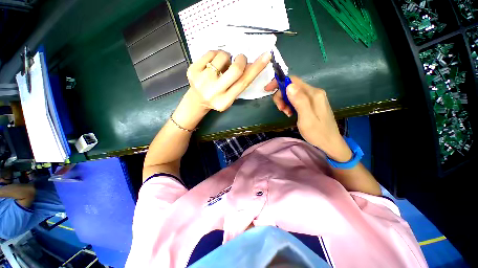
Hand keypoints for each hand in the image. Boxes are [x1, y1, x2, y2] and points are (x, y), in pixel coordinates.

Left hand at [173, 50, 271, 129]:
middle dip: (241, 60)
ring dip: (227, 57)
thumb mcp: (231, 95)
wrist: (197, 100)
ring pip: (222, 57)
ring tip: (223, 65)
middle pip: (235, 70)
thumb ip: (240, 83)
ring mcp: (201, 81)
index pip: (243, 83)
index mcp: (225, 101)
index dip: (256, 69)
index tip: (266, 56)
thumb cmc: (217, 98)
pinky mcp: (192, 70)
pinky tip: (213, 63)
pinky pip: (210, 52)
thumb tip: (252, 64)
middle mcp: (213, 92)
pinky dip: (216, 54)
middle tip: (240, 59)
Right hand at [265, 76, 351, 161]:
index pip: (293, 81)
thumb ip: (299, 101)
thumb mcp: (306, 118)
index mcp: (313, 94)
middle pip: (292, 87)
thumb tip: (289, 86)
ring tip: (286, 113)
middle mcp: (314, 92)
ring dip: (285, 102)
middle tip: (280, 109)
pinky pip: (296, 99)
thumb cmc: (317, 133)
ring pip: (293, 94)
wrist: (330, 142)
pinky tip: (290, 113)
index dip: (279, 83)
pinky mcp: (311, 103)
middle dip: (281, 96)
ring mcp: (313, 98)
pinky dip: (289, 105)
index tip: (268, 90)